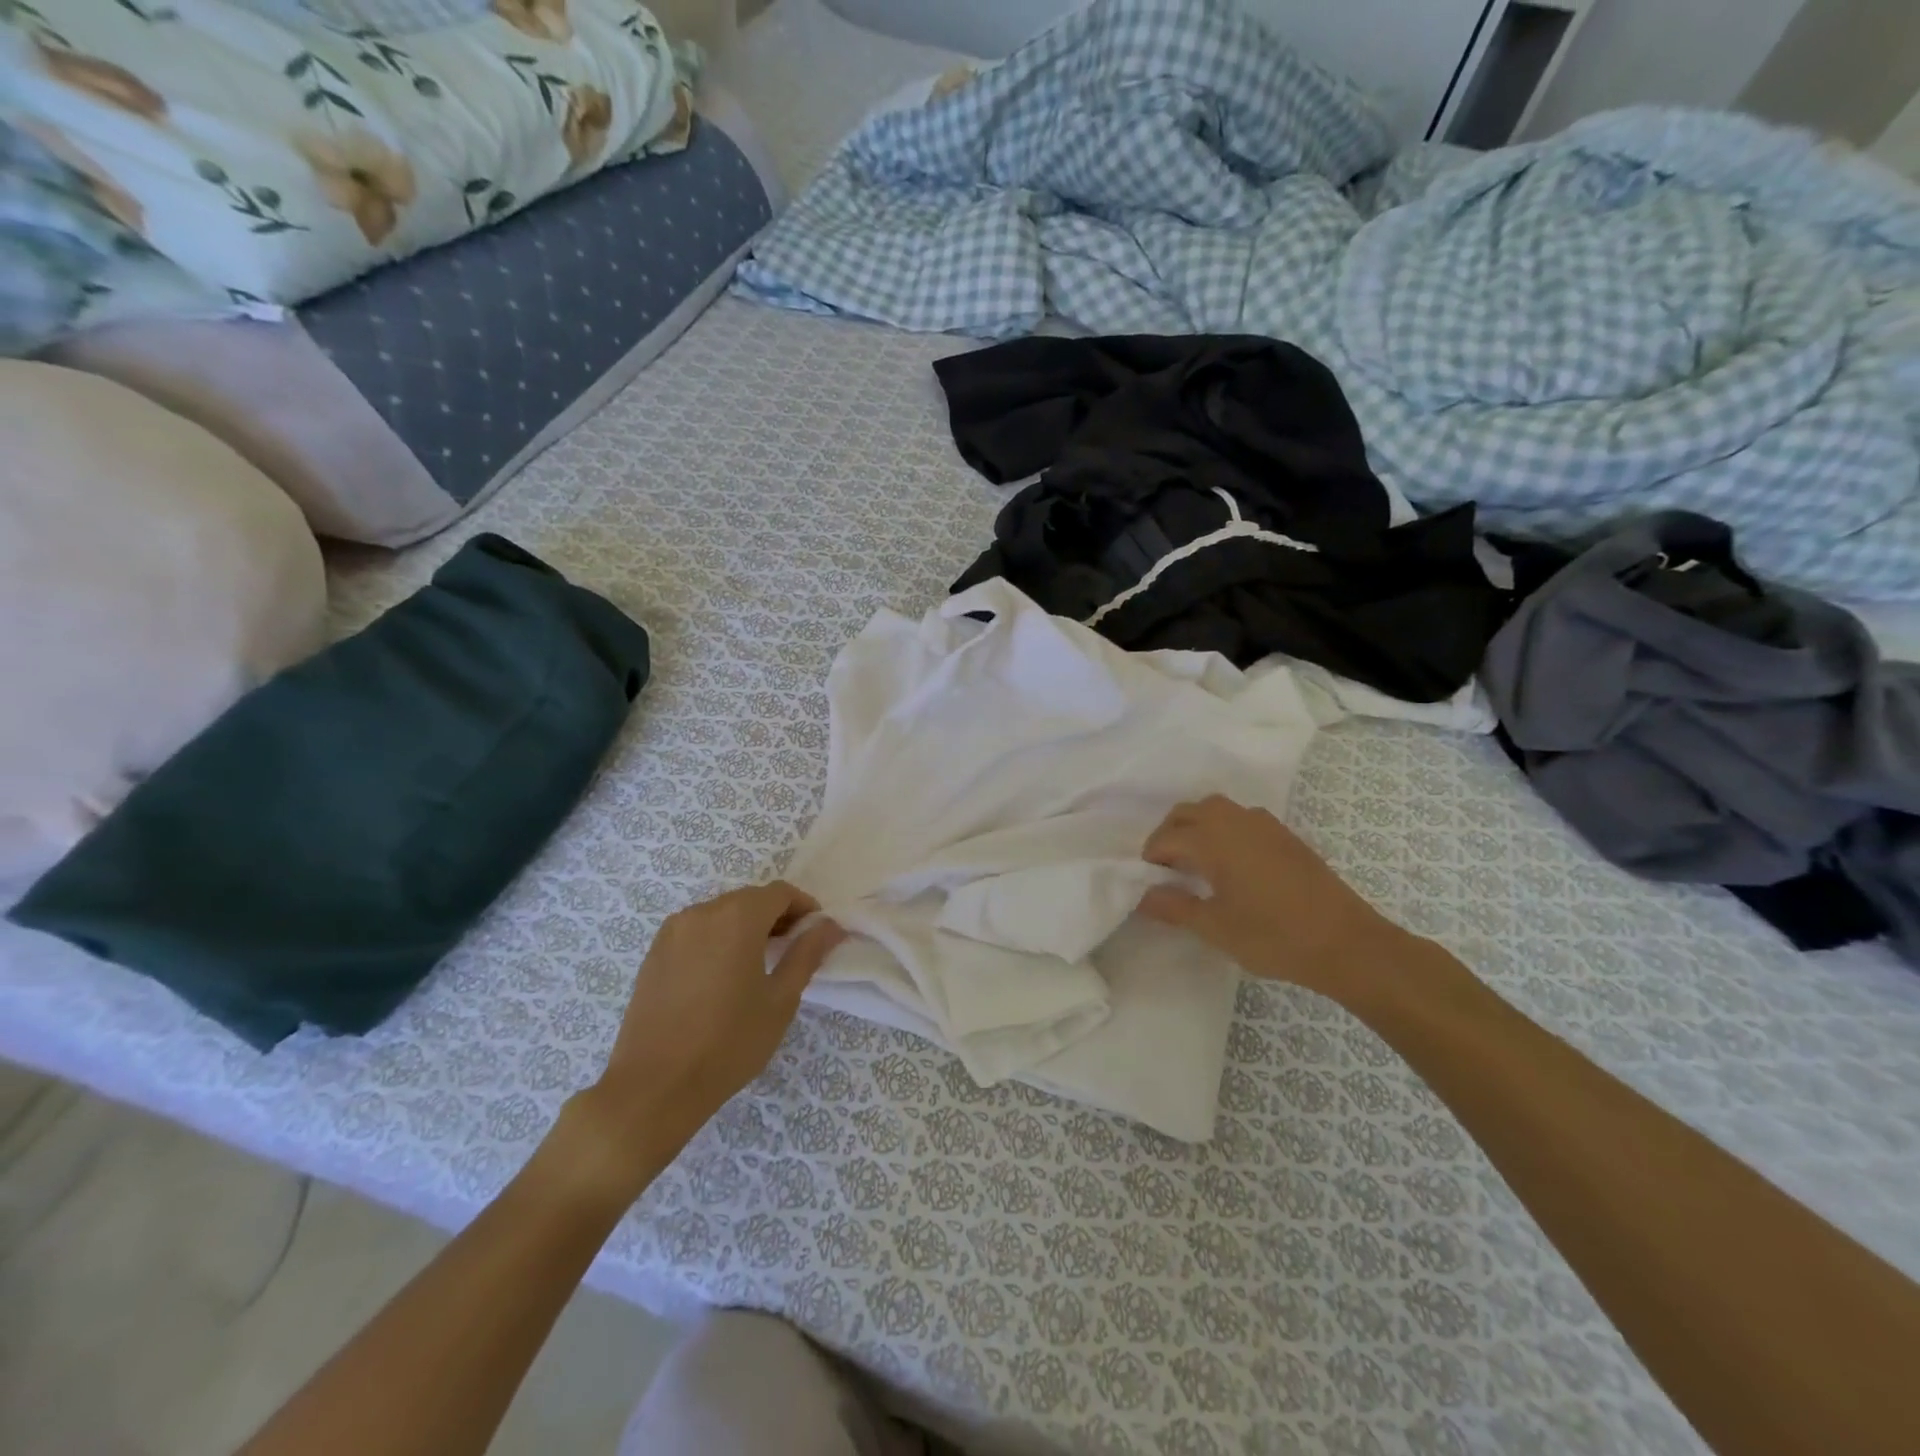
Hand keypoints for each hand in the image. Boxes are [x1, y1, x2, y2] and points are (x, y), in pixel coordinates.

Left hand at [581, 883, 844, 1170]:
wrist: (655, 1086)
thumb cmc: (729, 1042)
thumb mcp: (780, 1000)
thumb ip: (807, 954)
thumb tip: (830, 926)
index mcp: (737, 917)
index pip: (780, 892)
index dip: (803, 907)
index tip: (815, 934)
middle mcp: (702, 912)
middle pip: (749, 899)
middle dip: (775, 916)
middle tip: (791, 950)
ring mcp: (672, 931)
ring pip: (721, 913)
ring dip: (745, 926)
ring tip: (757, 964)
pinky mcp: (654, 953)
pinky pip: (696, 930)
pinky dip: (717, 939)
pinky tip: (722, 975)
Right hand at [1138, 795, 1407, 1000]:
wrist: (1346, 942)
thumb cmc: (1273, 936)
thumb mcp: (1215, 928)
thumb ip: (1175, 907)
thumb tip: (1144, 895)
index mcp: (1213, 839)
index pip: (1166, 837)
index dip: (1151, 858)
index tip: (1148, 882)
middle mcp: (1235, 821)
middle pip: (1187, 812)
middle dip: (1170, 834)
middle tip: (1166, 868)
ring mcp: (1264, 824)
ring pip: (1216, 809)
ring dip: (1197, 826)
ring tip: (1196, 861)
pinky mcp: (1285, 835)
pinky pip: (1241, 818)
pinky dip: (1224, 829)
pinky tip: (1232, 863)